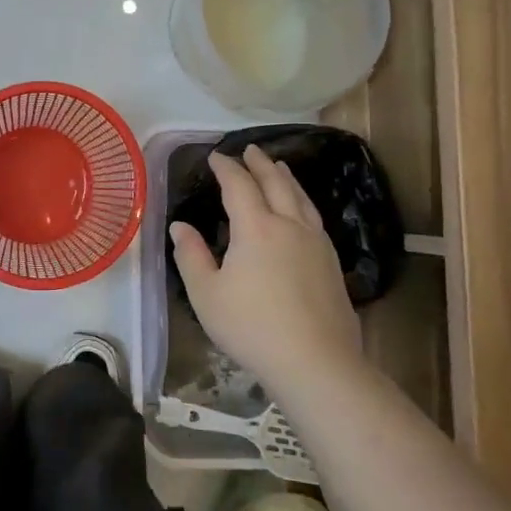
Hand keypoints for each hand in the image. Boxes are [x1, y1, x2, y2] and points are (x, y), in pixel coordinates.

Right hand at [169, 144, 363, 396]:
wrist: (315, 361)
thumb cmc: (251, 327)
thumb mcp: (206, 294)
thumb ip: (191, 256)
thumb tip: (180, 226)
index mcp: (256, 228)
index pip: (239, 185)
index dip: (226, 168)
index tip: (215, 156)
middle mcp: (289, 225)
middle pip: (276, 183)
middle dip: (260, 164)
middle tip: (250, 149)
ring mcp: (315, 243)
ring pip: (300, 197)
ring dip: (285, 177)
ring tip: (279, 167)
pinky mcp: (331, 262)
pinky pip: (313, 216)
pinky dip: (301, 200)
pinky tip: (300, 210)